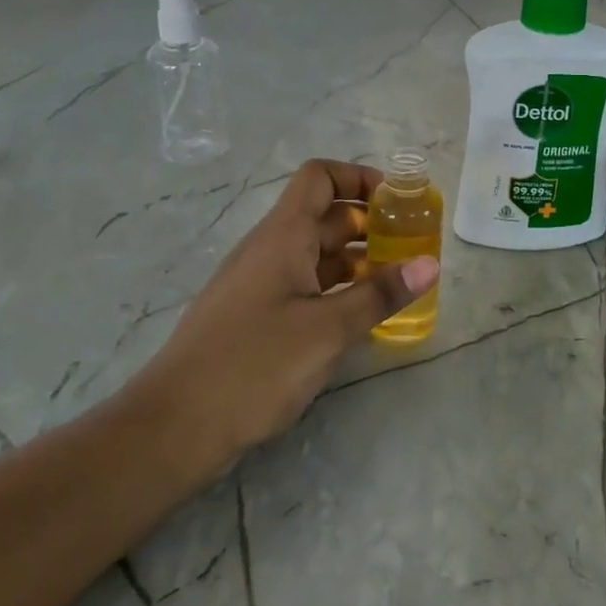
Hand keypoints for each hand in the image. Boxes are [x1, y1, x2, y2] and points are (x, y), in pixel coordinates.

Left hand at [126, 160, 438, 484]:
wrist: (174, 427)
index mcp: (283, 236)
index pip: (319, 177)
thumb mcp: (328, 329)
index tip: (396, 202)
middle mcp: (270, 250)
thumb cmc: (254, 365)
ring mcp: (259, 284)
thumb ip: (379, 294)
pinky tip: (360, 316)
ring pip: (315, 255)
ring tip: (396, 281)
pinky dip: (336, 290)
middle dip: (369, 224)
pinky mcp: (255, 317)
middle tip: (411, 246)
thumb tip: (430, 263)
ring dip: (356, 260)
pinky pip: (304, 286)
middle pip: (324, 216)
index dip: (358, 177)